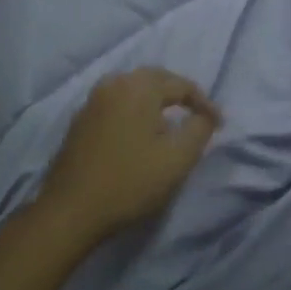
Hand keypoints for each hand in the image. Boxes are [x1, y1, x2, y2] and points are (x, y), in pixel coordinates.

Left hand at [36, 68, 221, 241]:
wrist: (71, 210)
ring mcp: (92, 101)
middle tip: (197, 114)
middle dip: (179, 94)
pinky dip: (135, 110)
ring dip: (156, 100)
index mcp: (138, 87)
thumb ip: (199, 129)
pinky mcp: (80, 120)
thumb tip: (205, 115)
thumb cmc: (130, 182)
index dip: (204, 103)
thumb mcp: (178, 158)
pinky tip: (140, 131)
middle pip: (155, 79)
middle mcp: (113, 84)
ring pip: (133, 89)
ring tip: (171, 121)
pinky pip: (116, 103)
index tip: (219, 124)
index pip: (181, 84)